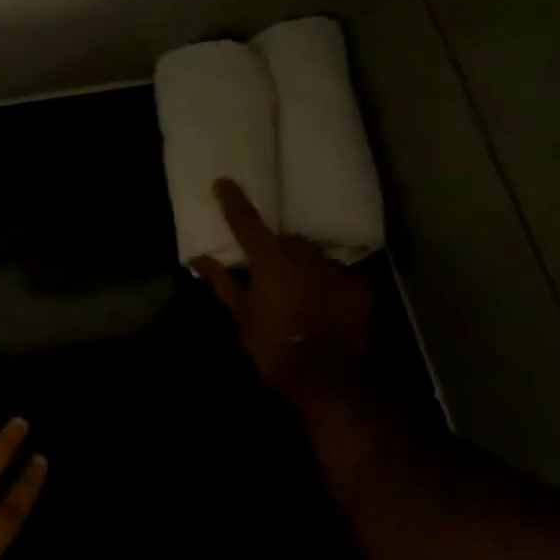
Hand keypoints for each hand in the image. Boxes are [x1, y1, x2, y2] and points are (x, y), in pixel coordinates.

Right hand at [192, 178, 373, 402]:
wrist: (322, 377)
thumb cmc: (270, 344)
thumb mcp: (238, 313)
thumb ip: (220, 281)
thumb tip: (198, 259)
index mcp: (270, 259)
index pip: (246, 222)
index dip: (233, 201)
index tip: (223, 182)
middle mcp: (305, 255)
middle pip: (286, 242)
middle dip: (276, 252)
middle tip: (267, 275)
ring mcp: (336, 271)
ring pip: (314, 260)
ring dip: (303, 270)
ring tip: (297, 296)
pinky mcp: (361, 290)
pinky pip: (337, 280)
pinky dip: (326, 289)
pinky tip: (321, 310)